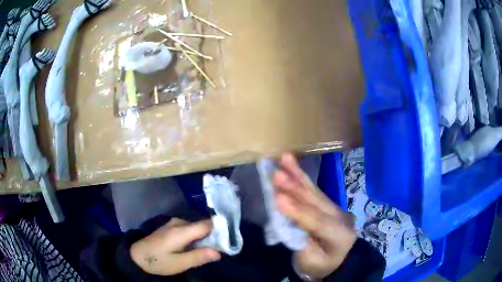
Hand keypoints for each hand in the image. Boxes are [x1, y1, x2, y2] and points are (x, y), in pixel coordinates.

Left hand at [130, 218, 220, 275]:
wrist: (137, 255)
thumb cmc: (158, 261)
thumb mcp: (179, 263)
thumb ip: (198, 257)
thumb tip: (219, 252)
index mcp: (181, 230)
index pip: (207, 224)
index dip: (220, 231)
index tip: (229, 241)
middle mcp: (179, 222)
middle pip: (203, 226)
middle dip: (213, 237)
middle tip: (218, 252)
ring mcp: (174, 223)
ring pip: (197, 228)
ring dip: (204, 238)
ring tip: (207, 252)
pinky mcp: (172, 226)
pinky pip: (190, 229)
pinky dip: (196, 238)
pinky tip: (194, 248)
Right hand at [273, 153, 356, 278]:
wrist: (337, 260)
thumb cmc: (321, 265)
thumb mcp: (310, 262)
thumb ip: (301, 243)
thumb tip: (287, 224)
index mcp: (341, 235)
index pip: (318, 222)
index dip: (298, 211)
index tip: (278, 198)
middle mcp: (340, 217)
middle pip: (316, 201)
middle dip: (295, 187)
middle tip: (276, 173)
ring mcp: (335, 208)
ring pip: (315, 191)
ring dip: (298, 175)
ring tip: (285, 158)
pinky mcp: (328, 204)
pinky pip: (313, 191)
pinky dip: (301, 178)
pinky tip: (292, 166)